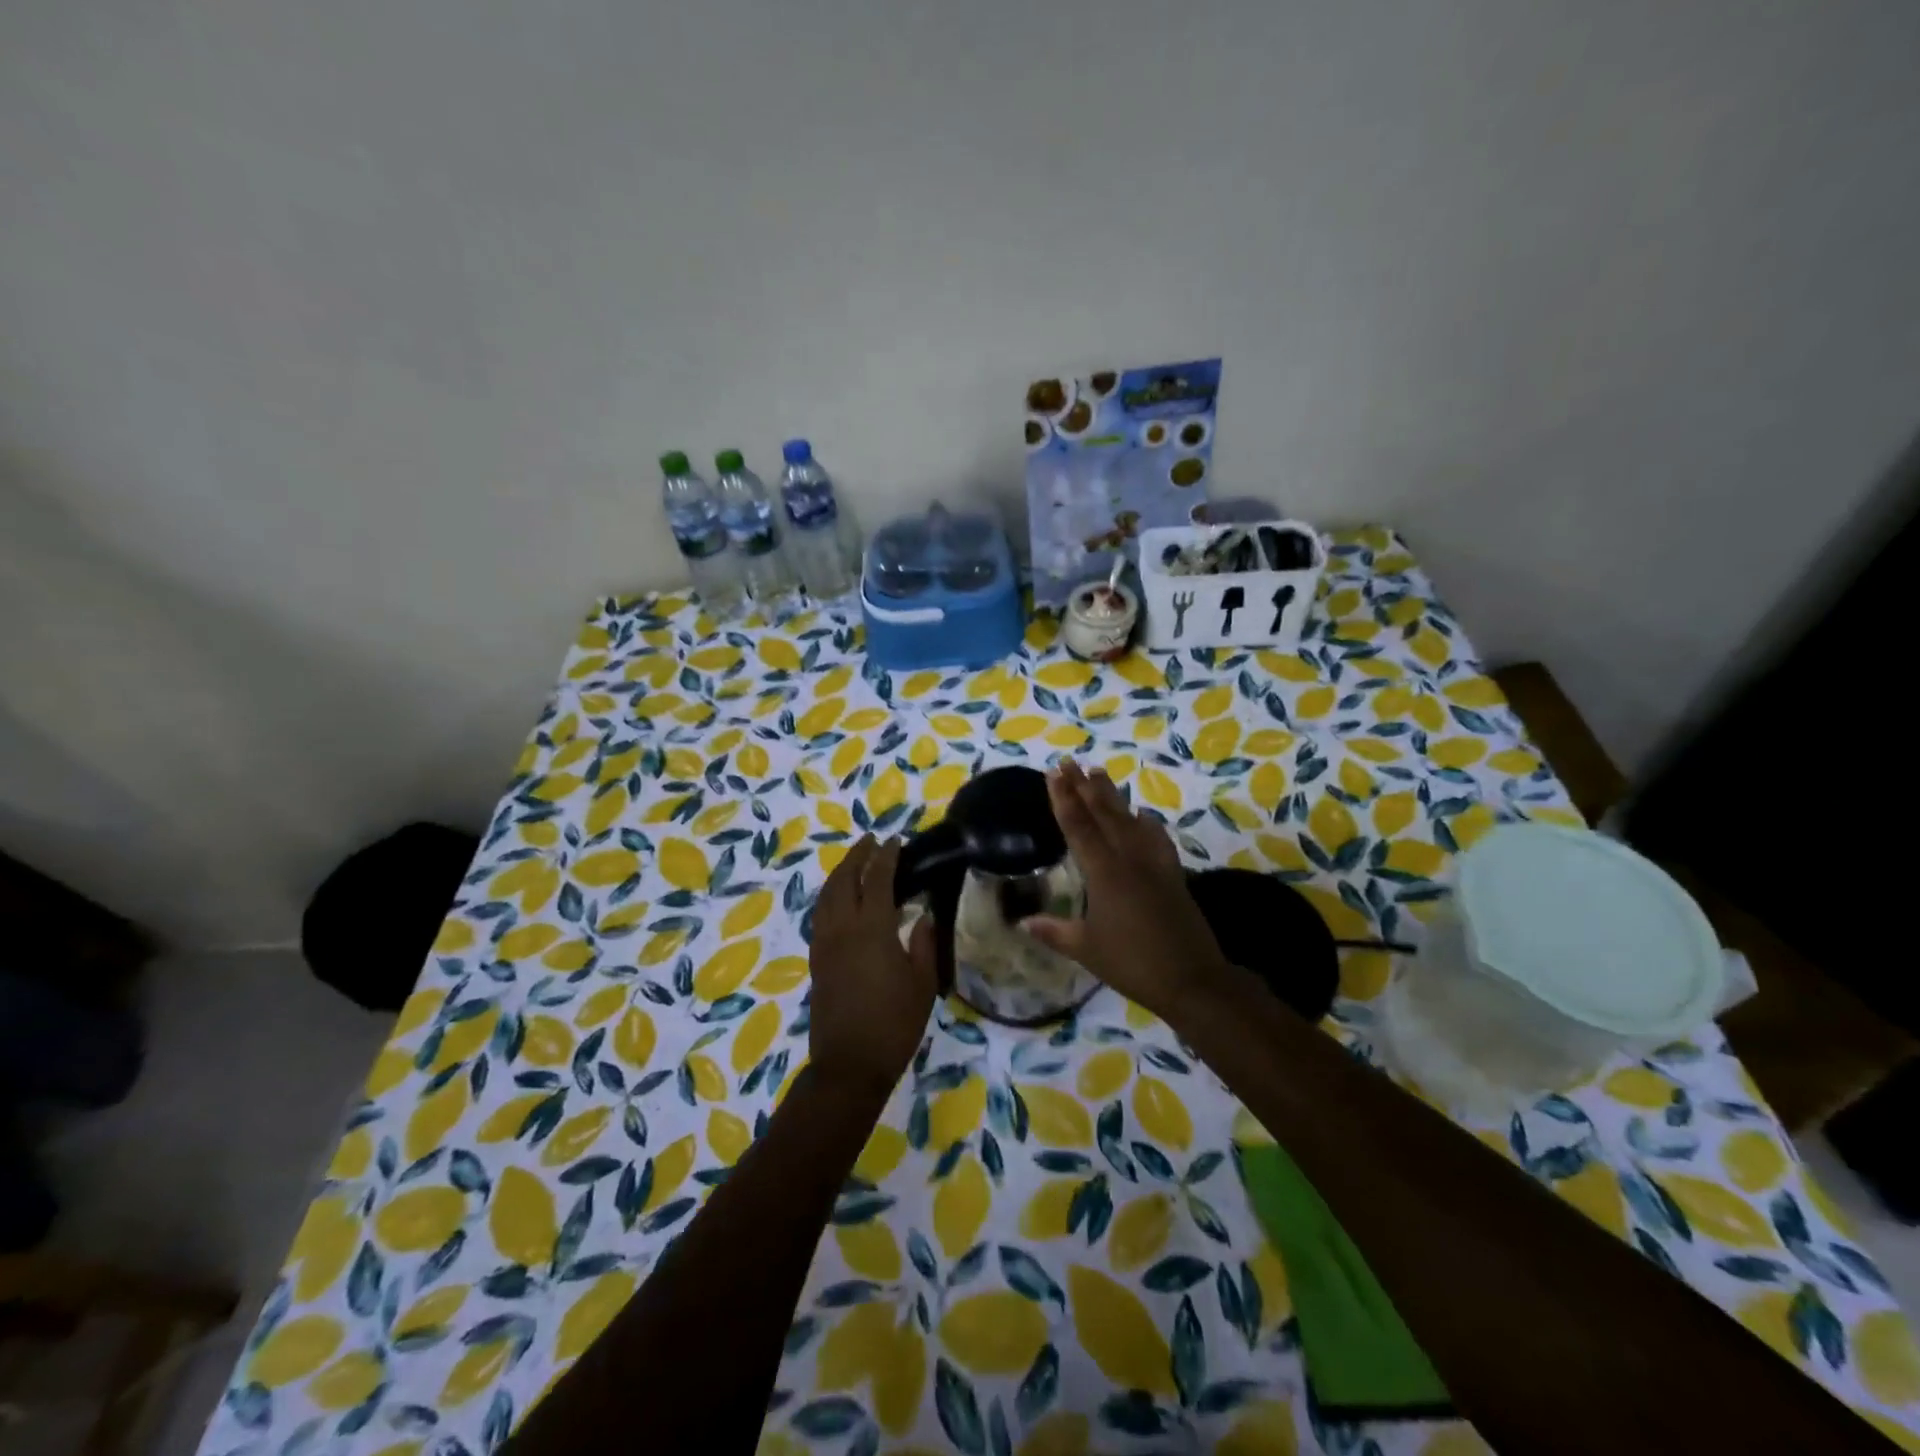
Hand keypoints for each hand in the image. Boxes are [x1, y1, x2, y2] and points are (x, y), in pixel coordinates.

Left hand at [809, 836, 938, 1097]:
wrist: (849, 1064)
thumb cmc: (894, 1024)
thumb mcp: (923, 984)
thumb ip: (923, 943)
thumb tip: (923, 915)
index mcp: (872, 929)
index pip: (878, 878)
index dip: (887, 855)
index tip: (896, 840)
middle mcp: (842, 928)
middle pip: (844, 879)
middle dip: (857, 855)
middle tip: (872, 841)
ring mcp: (824, 943)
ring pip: (826, 895)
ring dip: (840, 872)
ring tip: (855, 862)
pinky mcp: (816, 959)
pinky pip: (820, 913)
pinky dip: (830, 895)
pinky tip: (840, 899)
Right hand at [1022, 761, 1236, 1022]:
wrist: (1192, 978)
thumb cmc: (1132, 963)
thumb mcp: (1086, 949)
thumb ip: (1054, 931)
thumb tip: (1022, 922)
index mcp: (1104, 872)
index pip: (1078, 827)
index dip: (1064, 799)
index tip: (1053, 773)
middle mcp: (1129, 858)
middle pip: (1104, 814)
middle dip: (1084, 786)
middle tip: (1070, 762)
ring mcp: (1154, 864)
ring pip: (1129, 819)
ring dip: (1112, 795)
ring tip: (1099, 773)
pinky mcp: (1172, 874)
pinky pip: (1157, 837)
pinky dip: (1147, 822)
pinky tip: (1143, 813)